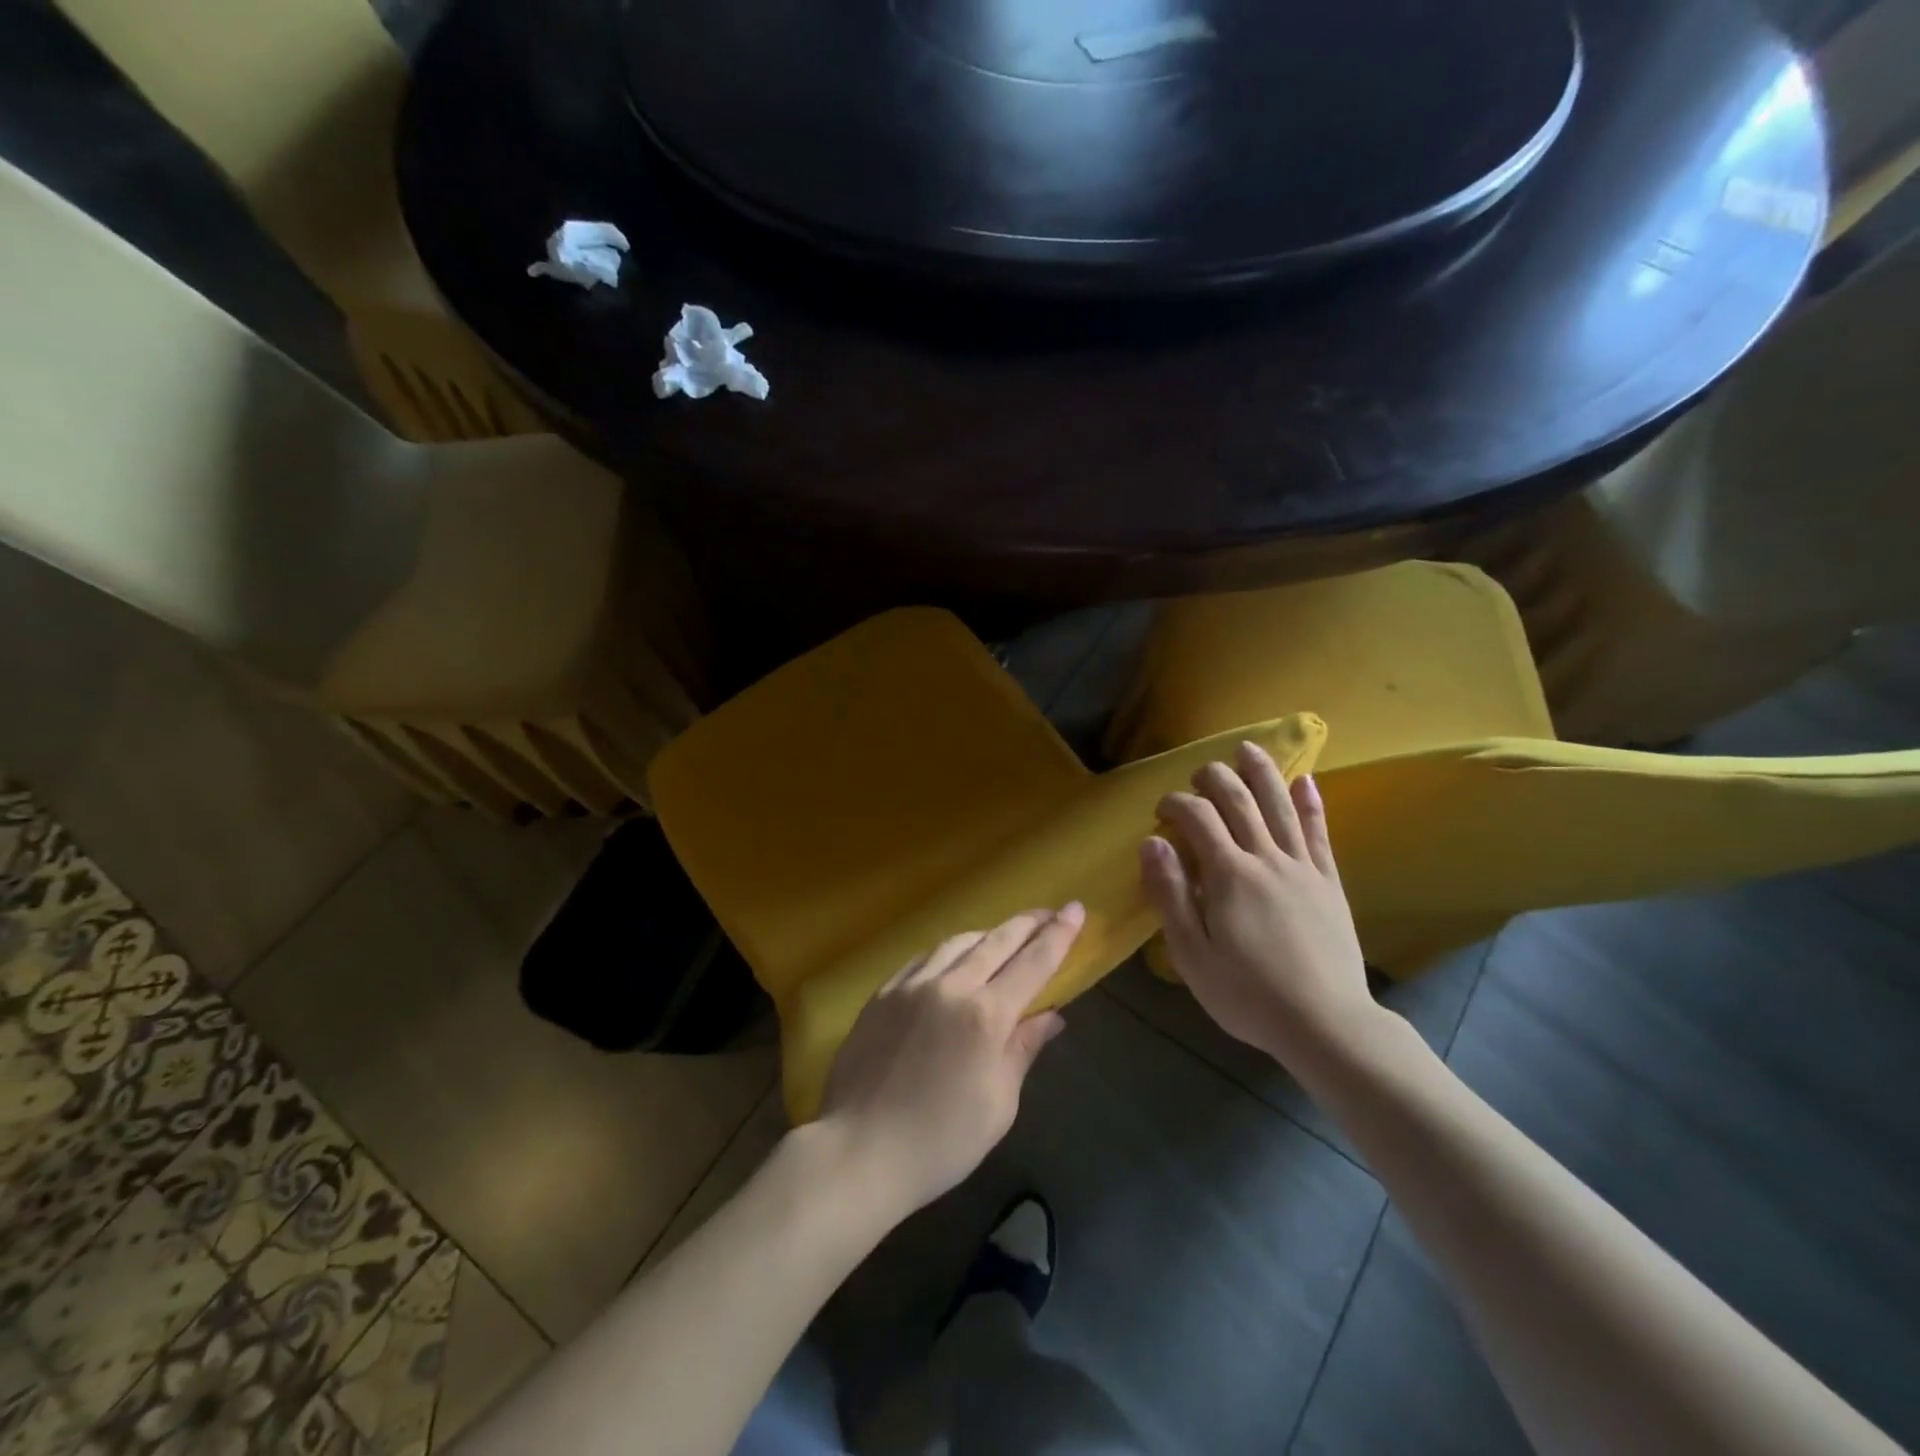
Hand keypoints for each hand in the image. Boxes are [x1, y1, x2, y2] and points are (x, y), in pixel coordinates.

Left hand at [816, 905, 1083, 1217]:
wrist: (860, 1150)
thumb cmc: (941, 1140)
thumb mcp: (998, 1104)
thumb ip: (1023, 1050)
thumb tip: (1051, 1016)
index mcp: (986, 1015)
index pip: (1033, 962)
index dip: (1059, 935)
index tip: (1075, 909)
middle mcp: (950, 986)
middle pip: (997, 941)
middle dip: (1028, 923)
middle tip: (1049, 912)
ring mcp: (911, 985)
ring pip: (957, 942)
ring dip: (987, 934)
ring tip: (1004, 936)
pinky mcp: (882, 993)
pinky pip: (923, 958)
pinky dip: (947, 951)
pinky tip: (952, 958)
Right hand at [1140, 743, 1376, 1074]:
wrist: (1327, 1025)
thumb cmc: (1248, 995)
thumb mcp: (1191, 955)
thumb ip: (1169, 895)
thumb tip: (1151, 843)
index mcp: (1229, 875)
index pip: (1198, 818)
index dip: (1176, 803)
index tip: (1161, 811)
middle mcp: (1266, 858)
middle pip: (1239, 800)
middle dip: (1214, 778)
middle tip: (1199, 775)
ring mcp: (1303, 867)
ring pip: (1280, 806)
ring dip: (1261, 773)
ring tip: (1247, 748)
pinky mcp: (1329, 882)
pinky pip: (1319, 833)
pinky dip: (1311, 803)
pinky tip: (1306, 780)